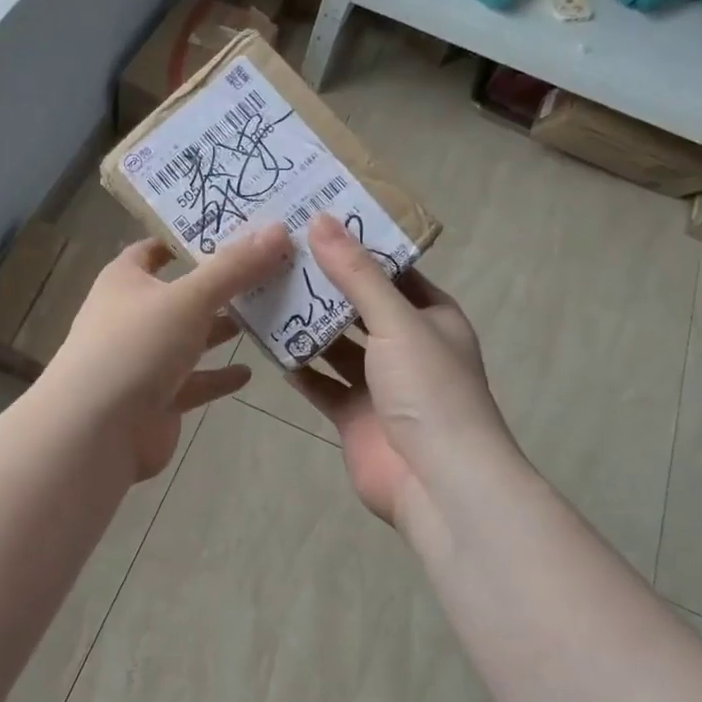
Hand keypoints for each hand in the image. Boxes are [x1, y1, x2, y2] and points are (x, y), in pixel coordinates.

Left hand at [41, 223, 291, 480]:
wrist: (98, 431)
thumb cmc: (136, 346)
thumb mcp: (190, 298)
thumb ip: (234, 268)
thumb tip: (279, 229)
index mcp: (126, 281)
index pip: (154, 248)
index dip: (187, 237)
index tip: (231, 228)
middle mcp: (132, 316)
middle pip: (181, 293)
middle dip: (220, 285)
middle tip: (269, 269)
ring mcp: (144, 360)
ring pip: (190, 338)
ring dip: (222, 329)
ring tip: (268, 315)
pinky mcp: (158, 399)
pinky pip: (194, 382)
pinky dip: (218, 376)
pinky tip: (249, 371)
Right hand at [288, 214, 509, 524]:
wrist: (437, 482)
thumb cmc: (429, 390)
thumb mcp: (396, 321)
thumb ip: (356, 274)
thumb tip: (320, 220)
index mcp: (432, 317)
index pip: (392, 271)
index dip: (358, 247)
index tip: (314, 222)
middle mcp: (407, 346)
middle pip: (359, 307)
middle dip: (324, 286)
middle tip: (276, 254)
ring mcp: (379, 384)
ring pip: (336, 346)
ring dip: (306, 325)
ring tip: (263, 291)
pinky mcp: (353, 415)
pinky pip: (320, 383)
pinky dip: (297, 367)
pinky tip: (265, 345)